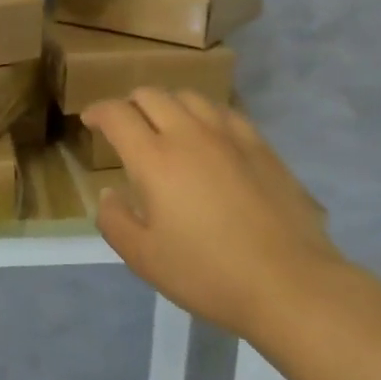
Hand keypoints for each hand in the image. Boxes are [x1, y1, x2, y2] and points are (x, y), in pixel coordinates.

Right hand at [82, 90, 351, 340]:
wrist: (290, 284)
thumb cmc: (208, 273)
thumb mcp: (144, 258)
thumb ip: (115, 220)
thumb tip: (108, 194)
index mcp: (155, 159)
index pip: (117, 114)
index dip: (98, 111)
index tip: (90, 121)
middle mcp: (189, 135)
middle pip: (152, 96)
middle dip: (130, 104)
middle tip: (124, 126)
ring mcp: (230, 136)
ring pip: (190, 97)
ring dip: (168, 104)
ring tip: (165, 126)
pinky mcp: (261, 147)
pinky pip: (225, 112)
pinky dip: (204, 114)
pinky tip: (208, 136)